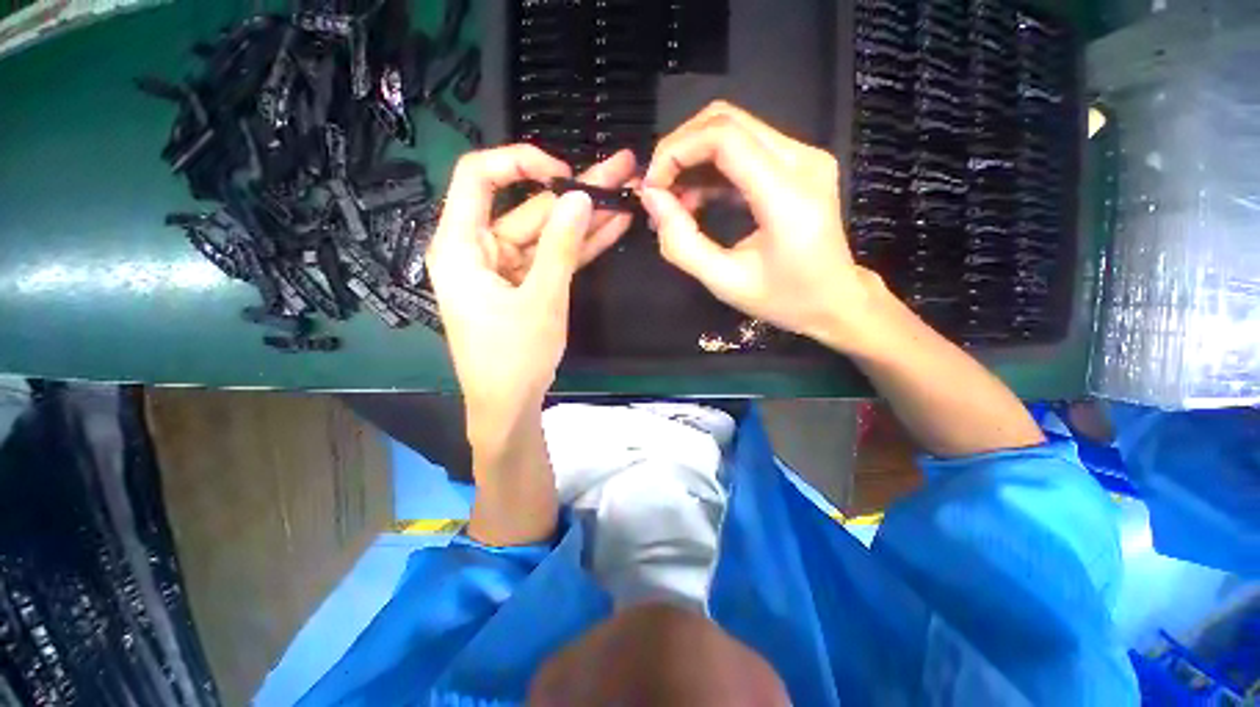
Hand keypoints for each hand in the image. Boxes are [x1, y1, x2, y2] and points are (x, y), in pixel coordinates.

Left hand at [426, 145, 601, 434]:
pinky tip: (612, 228)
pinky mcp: (526, 286)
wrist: (509, 406)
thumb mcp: (542, 300)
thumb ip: (561, 246)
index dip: (519, 163)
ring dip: (586, 219)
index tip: (562, 171)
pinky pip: (553, 258)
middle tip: (619, 170)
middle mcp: (481, 250)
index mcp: (462, 246)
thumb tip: (580, 197)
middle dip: (575, 192)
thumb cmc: (514, 358)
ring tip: (626, 194)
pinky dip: (580, 247)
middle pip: (527, 208)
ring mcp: (507, 269)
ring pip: (548, 234)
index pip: (479, 178)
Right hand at [640, 101, 881, 351]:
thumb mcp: (725, 282)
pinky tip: (695, 199)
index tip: (651, 186)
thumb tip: (652, 199)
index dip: (677, 151)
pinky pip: (746, 149)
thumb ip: (682, 243)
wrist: (836, 301)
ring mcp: (804, 157)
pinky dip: (712, 168)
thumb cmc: (784, 299)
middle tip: (657, 189)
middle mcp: (802, 161)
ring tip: (672, 201)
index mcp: (788, 195)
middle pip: (727, 121)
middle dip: (680, 149)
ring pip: (734, 130)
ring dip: (694, 158)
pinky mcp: (799, 164)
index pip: (724, 137)